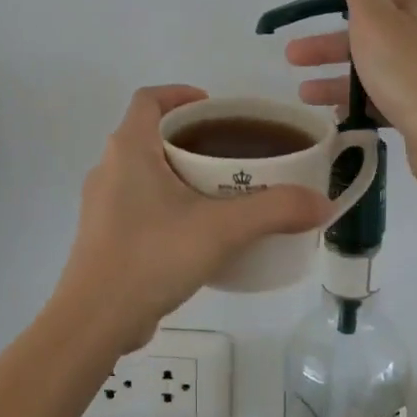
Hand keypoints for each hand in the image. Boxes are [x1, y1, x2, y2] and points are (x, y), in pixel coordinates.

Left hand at [54, 85, 331, 350]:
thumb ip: (275, 211)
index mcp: (129, 149)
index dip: (180, 94)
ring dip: (178, 172)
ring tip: (220, 192)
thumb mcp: (221, 229)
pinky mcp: (103, 236)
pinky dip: (167, 203)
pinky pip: (138, 203)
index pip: (149, 99)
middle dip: (190, 137)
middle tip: (230, 152)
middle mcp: (108, 168)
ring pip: (144, 171)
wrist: (94, 322)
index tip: (214, 108)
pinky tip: (196, 232)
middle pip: (150, 134)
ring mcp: (102, 205)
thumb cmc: (151, 256)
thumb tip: (322, 203)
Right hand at [286, 0, 416, 190]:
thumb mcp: (373, 18)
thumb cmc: (407, 71)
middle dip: (329, 37)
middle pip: (371, 21)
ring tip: (302, 91)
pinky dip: (356, 96)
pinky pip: (382, 91)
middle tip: (293, 54)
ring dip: (335, 71)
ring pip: (373, 60)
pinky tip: (331, 112)